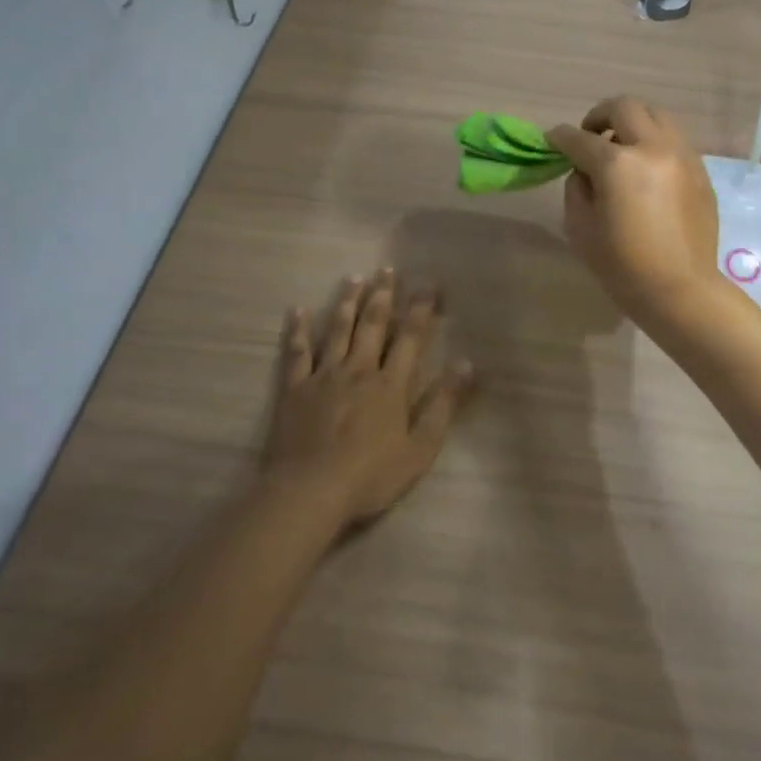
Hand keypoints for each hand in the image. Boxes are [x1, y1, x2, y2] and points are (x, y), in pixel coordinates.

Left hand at [262, 269, 474, 528]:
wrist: (309, 492)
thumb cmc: (370, 475)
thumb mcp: (420, 448)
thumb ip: (443, 404)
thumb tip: (466, 364)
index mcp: (390, 384)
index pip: (410, 337)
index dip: (421, 309)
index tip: (429, 284)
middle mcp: (358, 369)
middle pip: (372, 325)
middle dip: (383, 296)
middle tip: (387, 269)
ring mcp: (323, 376)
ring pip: (337, 330)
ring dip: (347, 303)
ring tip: (354, 278)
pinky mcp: (294, 389)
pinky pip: (297, 352)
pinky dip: (297, 330)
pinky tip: (297, 310)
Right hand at [549, 97, 720, 322]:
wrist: (680, 290)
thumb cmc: (623, 266)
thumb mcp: (581, 227)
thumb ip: (577, 187)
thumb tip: (584, 169)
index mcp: (617, 164)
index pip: (579, 138)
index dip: (560, 137)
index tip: (552, 140)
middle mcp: (653, 148)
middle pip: (624, 107)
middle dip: (600, 115)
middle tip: (590, 135)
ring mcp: (682, 156)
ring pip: (656, 115)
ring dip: (632, 123)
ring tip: (622, 148)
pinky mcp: (700, 170)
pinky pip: (674, 140)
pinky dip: (654, 142)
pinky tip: (647, 169)